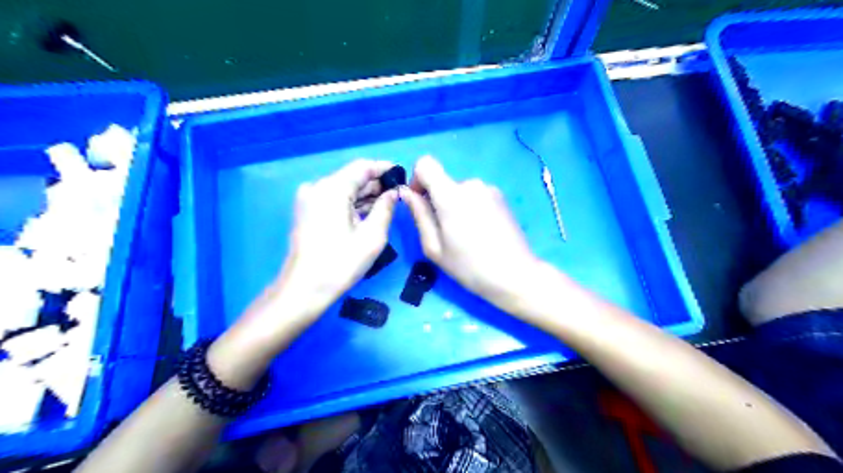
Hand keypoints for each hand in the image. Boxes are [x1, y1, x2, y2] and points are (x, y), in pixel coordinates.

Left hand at [209, 158, 397, 388]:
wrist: (304, 290)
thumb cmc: (341, 263)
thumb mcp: (372, 236)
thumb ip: (386, 208)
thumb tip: (394, 193)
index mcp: (332, 188)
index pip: (362, 167)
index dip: (384, 168)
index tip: (402, 176)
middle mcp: (317, 187)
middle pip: (351, 177)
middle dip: (376, 184)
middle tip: (398, 194)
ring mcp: (309, 199)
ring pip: (343, 189)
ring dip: (365, 195)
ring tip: (388, 204)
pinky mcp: (307, 212)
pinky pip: (334, 200)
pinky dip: (352, 204)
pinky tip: (368, 213)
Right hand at [402, 154, 538, 309]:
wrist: (515, 275)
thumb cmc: (469, 266)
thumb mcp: (434, 247)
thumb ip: (419, 215)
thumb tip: (406, 192)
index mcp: (451, 194)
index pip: (425, 163)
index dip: (417, 179)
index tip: (420, 203)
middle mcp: (471, 184)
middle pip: (444, 182)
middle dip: (438, 201)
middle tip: (446, 233)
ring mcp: (489, 189)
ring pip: (460, 191)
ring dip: (456, 206)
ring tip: (466, 235)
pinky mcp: (501, 197)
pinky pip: (476, 196)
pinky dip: (471, 208)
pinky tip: (481, 232)